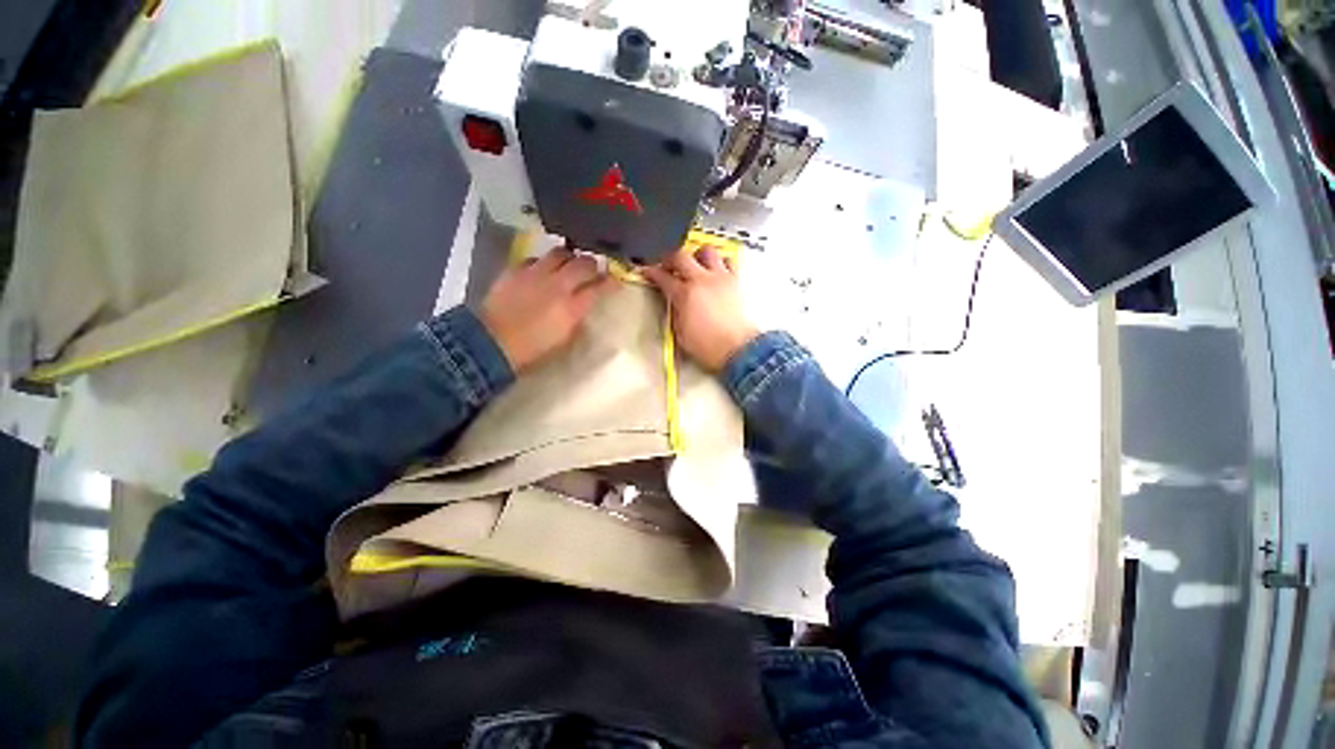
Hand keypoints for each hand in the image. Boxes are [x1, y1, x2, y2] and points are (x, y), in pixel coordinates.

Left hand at [480, 246, 612, 372]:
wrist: (492, 342)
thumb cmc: (532, 349)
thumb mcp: (564, 338)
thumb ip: (578, 317)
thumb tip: (585, 304)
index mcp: (573, 307)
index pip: (600, 287)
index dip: (611, 282)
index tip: (616, 279)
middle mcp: (558, 285)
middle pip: (584, 263)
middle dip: (593, 265)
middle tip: (593, 270)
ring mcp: (536, 274)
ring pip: (561, 252)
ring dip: (569, 257)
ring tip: (569, 264)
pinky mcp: (516, 270)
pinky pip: (536, 258)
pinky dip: (544, 262)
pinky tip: (542, 270)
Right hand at [642, 246, 759, 370]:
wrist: (737, 349)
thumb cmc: (710, 346)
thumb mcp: (680, 333)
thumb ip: (675, 311)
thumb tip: (673, 302)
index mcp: (685, 294)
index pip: (662, 276)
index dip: (651, 272)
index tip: (648, 272)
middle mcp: (702, 280)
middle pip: (680, 256)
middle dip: (670, 259)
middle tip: (668, 266)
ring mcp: (721, 278)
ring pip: (706, 250)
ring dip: (696, 255)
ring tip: (694, 264)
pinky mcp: (736, 281)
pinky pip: (728, 260)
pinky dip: (720, 261)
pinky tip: (716, 270)